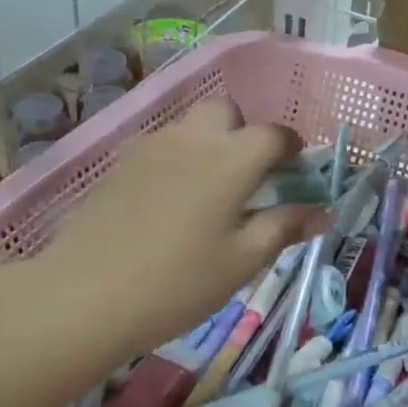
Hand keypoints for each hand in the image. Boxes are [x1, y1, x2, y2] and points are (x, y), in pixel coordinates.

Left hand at [36, 100, 321, 356]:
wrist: (85, 295)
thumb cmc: (178, 282)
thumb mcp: (242, 261)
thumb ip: (284, 227)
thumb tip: (322, 211)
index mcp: (231, 158)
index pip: (274, 134)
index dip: (291, 149)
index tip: (295, 173)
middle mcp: (193, 138)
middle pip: (227, 112)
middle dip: (244, 133)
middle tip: (246, 178)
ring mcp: (151, 146)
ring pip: (191, 125)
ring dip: (209, 143)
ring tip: (208, 192)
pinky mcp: (121, 162)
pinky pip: (161, 145)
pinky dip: (177, 158)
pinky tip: (169, 201)